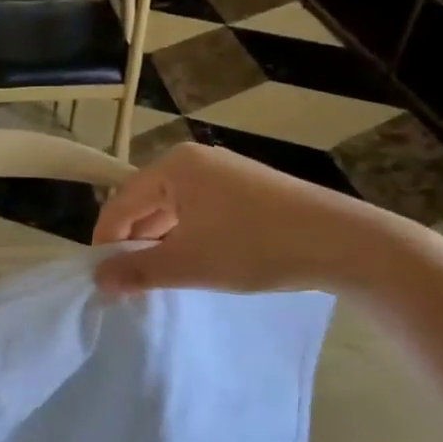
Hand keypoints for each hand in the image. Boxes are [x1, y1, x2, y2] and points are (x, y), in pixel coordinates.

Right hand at [93, 142, 405, 295]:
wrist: (344, 243)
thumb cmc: (254, 247)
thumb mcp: (187, 264)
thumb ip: (136, 271)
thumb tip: (98, 280)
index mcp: (173, 166)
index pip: (121, 204)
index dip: (106, 241)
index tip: (101, 277)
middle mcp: (195, 160)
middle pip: (146, 202)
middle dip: (135, 242)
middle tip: (130, 281)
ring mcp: (225, 171)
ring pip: (175, 208)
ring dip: (162, 241)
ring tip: (162, 276)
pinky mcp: (249, 187)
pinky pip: (201, 209)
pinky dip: (190, 235)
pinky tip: (198, 261)